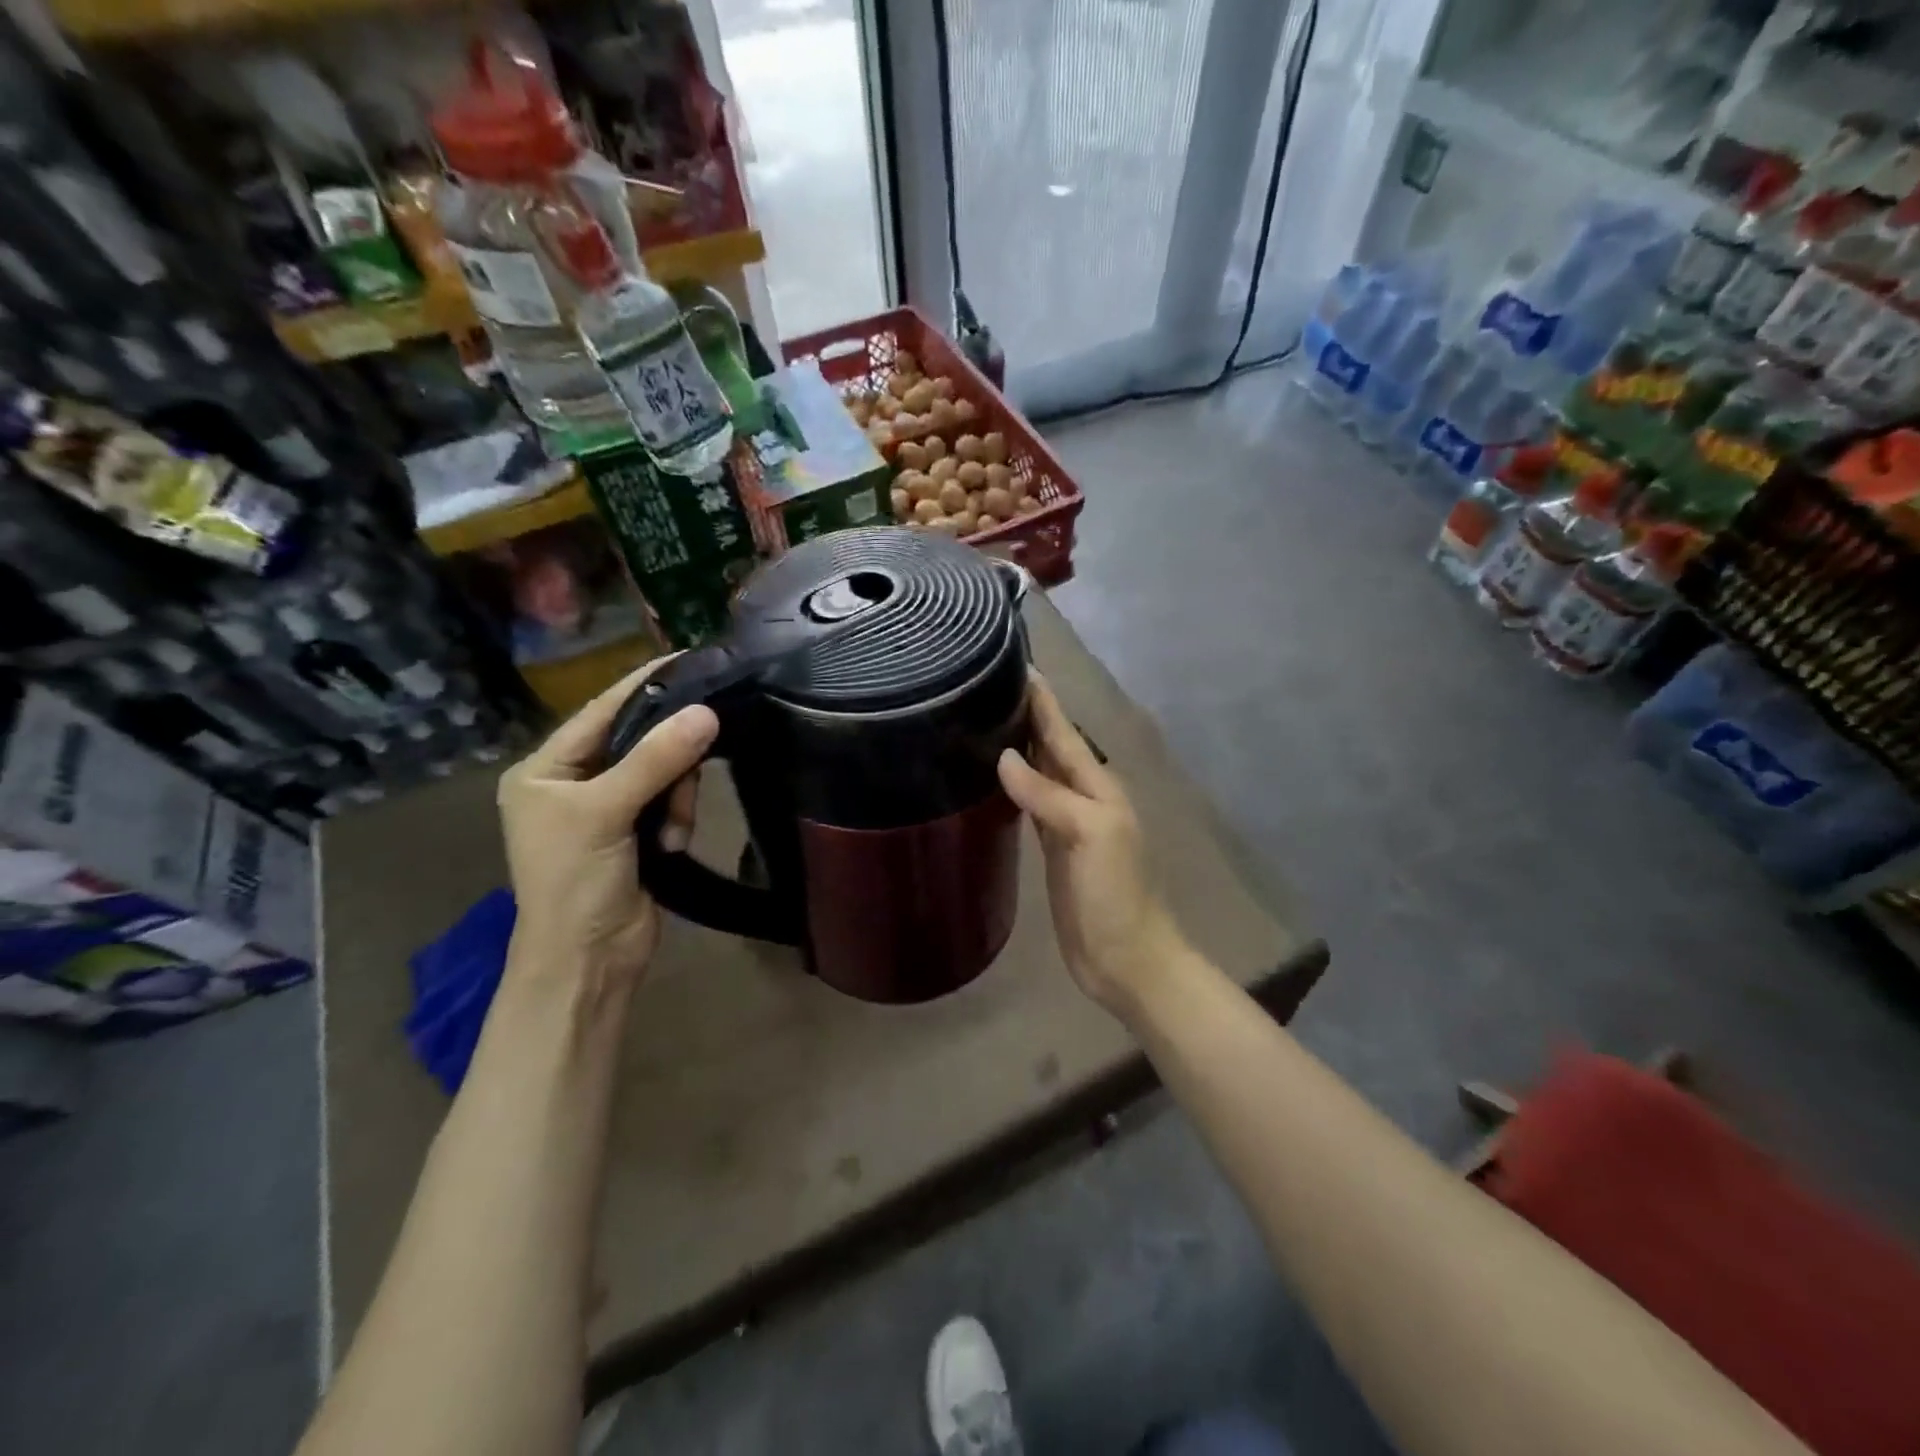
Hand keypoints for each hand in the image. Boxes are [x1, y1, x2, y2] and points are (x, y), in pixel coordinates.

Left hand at [497, 659, 717, 997]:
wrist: (588, 962)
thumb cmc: (575, 882)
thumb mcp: (606, 812)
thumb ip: (656, 759)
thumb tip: (707, 712)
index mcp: (545, 769)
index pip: (601, 711)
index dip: (643, 685)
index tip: (689, 658)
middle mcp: (573, 783)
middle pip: (639, 741)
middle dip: (669, 758)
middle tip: (694, 768)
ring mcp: (607, 809)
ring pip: (663, 772)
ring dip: (677, 797)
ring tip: (673, 832)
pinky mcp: (637, 832)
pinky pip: (672, 802)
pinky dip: (679, 820)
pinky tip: (673, 846)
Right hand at [997, 675, 1186, 1012]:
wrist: (1127, 960)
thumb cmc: (1116, 895)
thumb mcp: (1091, 836)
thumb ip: (1050, 795)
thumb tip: (1004, 757)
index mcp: (1096, 787)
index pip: (1063, 733)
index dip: (1042, 701)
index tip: (1014, 665)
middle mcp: (1081, 797)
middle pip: (1049, 747)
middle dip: (1025, 715)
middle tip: (986, 685)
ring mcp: (1065, 824)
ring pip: (1037, 773)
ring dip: (1017, 746)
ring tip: (983, 720)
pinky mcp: (1050, 850)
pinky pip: (1028, 806)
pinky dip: (1012, 786)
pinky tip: (992, 777)